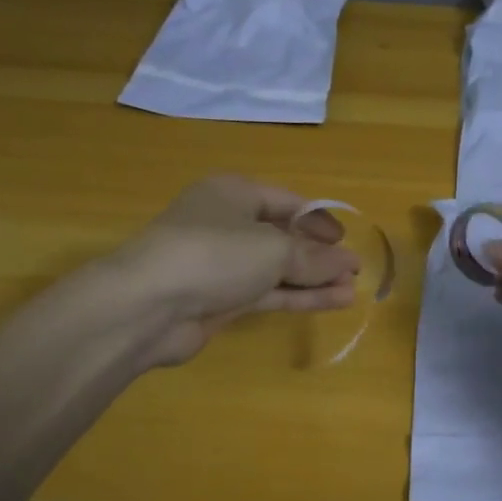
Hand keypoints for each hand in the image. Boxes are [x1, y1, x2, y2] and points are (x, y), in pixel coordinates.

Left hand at [111, 175, 359, 365]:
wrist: (149, 306)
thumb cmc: (214, 255)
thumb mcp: (273, 250)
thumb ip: (314, 258)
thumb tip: (350, 264)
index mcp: (234, 193)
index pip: (287, 202)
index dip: (319, 220)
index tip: (346, 241)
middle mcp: (227, 224)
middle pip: (283, 236)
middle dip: (319, 254)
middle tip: (353, 271)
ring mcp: (222, 265)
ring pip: (277, 268)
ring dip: (313, 279)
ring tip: (351, 291)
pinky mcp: (221, 299)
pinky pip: (268, 293)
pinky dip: (298, 296)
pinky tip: (332, 302)